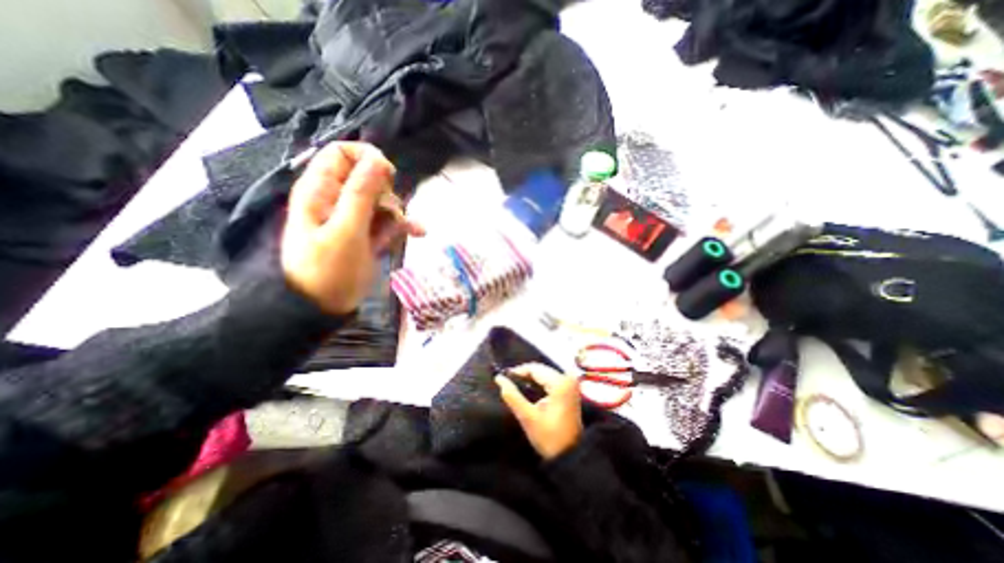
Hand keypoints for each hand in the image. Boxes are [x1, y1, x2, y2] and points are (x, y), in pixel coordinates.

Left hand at [282, 143, 422, 314]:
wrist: (323, 308)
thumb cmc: (329, 269)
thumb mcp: (346, 230)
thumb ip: (361, 194)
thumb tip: (378, 160)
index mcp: (321, 190)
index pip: (341, 153)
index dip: (367, 158)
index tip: (388, 175)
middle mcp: (337, 199)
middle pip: (367, 177)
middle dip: (386, 190)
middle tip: (391, 211)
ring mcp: (354, 218)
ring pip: (382, 201)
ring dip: (399, 211)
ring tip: (408, 228)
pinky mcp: (367, 235)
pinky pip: (388, 222)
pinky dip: (403, 226)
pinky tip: (418, 233)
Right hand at [493, 362, 579, 459]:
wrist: (571, 456)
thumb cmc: (549, 438)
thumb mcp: (528, 417)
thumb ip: (512, 396)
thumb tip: (499, 378)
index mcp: (559, 382)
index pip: (534, 368)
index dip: (517, 371)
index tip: (502, 378)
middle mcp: (567, 378)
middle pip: (540, 369)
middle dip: (523, 375)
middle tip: (507, 383)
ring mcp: (571, 384)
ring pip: (544, 373)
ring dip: (530, 379)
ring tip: (515, 387)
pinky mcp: (570, 390)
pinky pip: (550, 379)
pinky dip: (539, 383)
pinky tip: (528, 391)